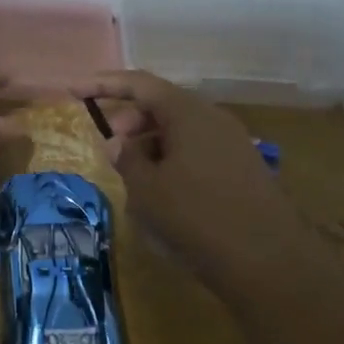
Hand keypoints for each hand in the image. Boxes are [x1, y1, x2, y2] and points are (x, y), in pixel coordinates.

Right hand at [83, 70, 309, 293]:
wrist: (268, 259)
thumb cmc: (197, 217)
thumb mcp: (148, 190)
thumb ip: (127, 159)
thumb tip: (117, 142)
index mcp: (188, 113)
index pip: (140, 84)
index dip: (104, 84)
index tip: (74, 90)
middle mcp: (213, 119)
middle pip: (163, 105)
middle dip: (131, 119)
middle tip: (110, 145)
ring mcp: (232, 143)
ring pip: (181, 131)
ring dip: (151, 144)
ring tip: (133, 175)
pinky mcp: (242, 169)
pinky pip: (198, 151)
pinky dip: (173, 160)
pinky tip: (163, 192)